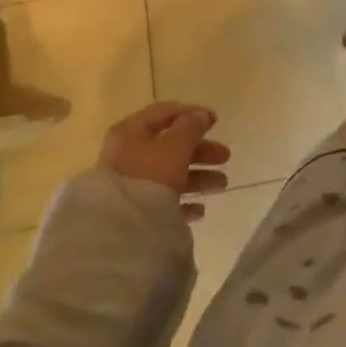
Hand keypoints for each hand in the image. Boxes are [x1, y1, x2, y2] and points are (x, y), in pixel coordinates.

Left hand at [98, 102, 231, 220]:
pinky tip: (200, 210)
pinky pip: (162, 201)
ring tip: (222, 185)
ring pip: (169, 174)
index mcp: (130, 132)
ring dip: (198, 177)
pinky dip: (182, 201)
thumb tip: (201, 115)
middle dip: (201, 152)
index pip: (164, 113)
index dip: (192, 114)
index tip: (216, 122)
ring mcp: (128, 185)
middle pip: (170, 146)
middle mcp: (126, 155)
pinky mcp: (131, 213)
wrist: (120, 233)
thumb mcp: (177, 145)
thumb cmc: (149, 176)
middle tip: (225, 157)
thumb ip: (192, 126)